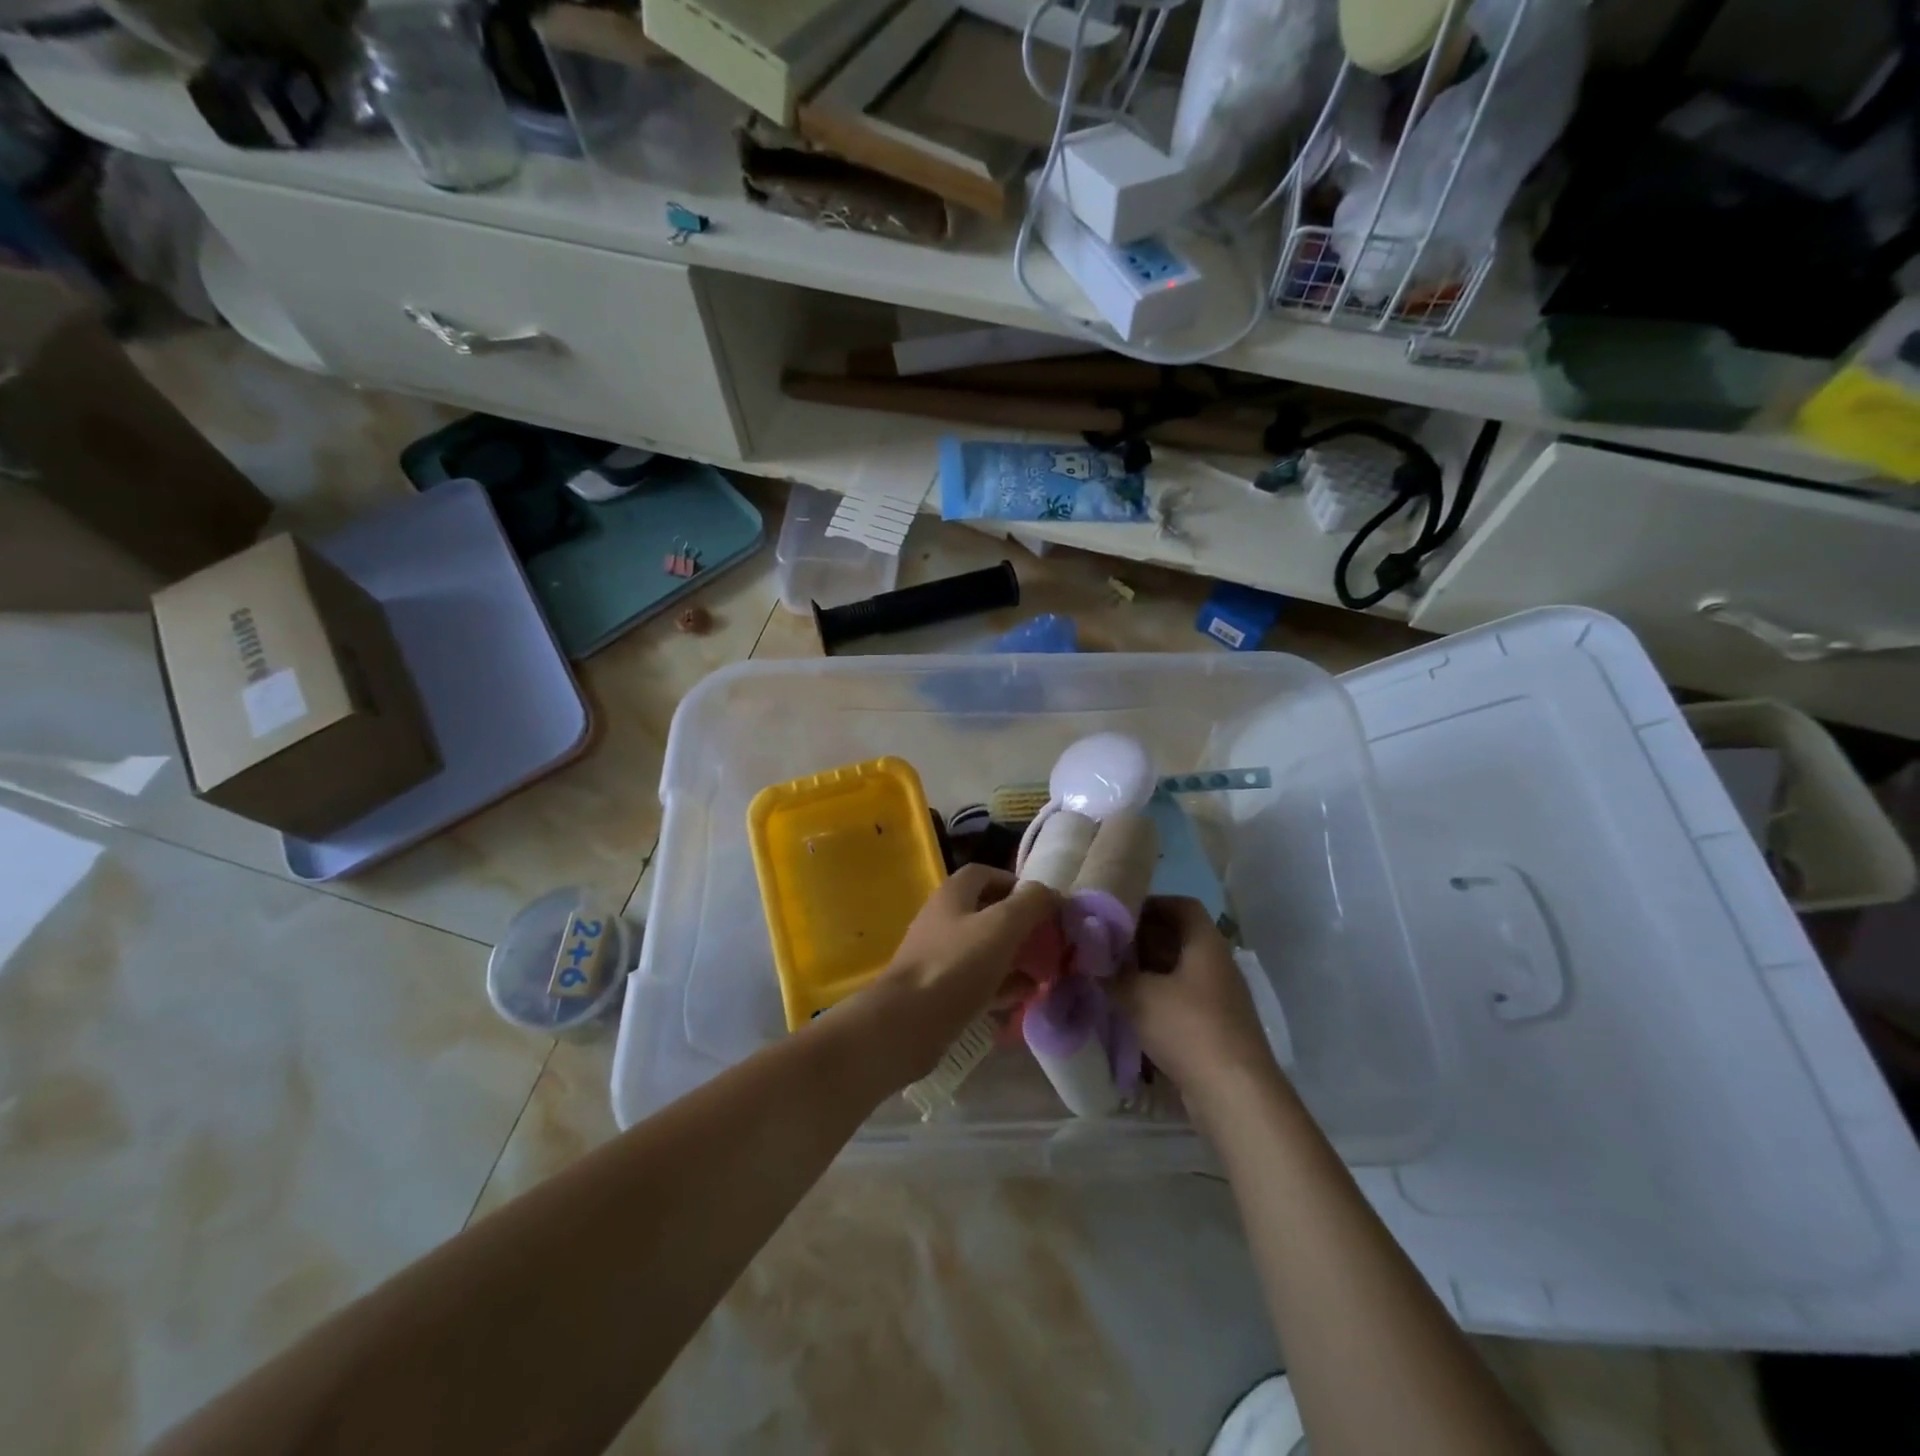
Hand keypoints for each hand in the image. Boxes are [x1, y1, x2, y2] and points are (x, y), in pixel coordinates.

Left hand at [842, 865, 1056, 1090]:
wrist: (907, 1023)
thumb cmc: (956, 965)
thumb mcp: (1002, 926)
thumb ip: (1030, 904)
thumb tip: (1049, 892)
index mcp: (953, 895)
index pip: (985, 874)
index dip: (1015, 883)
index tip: (1042, 903)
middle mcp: (943, 920)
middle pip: (987, 913)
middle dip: (1020, 925)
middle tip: (1048, 941)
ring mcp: (939, 956)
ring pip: (984, 949)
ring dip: (1014, 957)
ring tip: (1044, 971)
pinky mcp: (940, 991)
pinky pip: (977, 981)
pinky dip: (1001, 985)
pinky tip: (1023, 997)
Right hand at [1114, 897, 1282, 1118]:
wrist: (1234, 1095)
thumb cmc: (1188, 1028)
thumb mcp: (1139, 995)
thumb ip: (1112, 974)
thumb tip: (1090, 961)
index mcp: (1205, 944)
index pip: (1182, 906)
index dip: (1151, 903)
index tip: (1118, 913)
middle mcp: (1216, 965)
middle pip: (1178, 939)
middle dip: (1142, 940)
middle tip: (1106, 946)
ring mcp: (1218, 998)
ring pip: (1178, 973)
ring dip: (1147, 973)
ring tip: (1112, 977)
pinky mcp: (1215, 1029)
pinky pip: (1181, 1001)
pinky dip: (1157, 1001)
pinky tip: (1131, 1012)